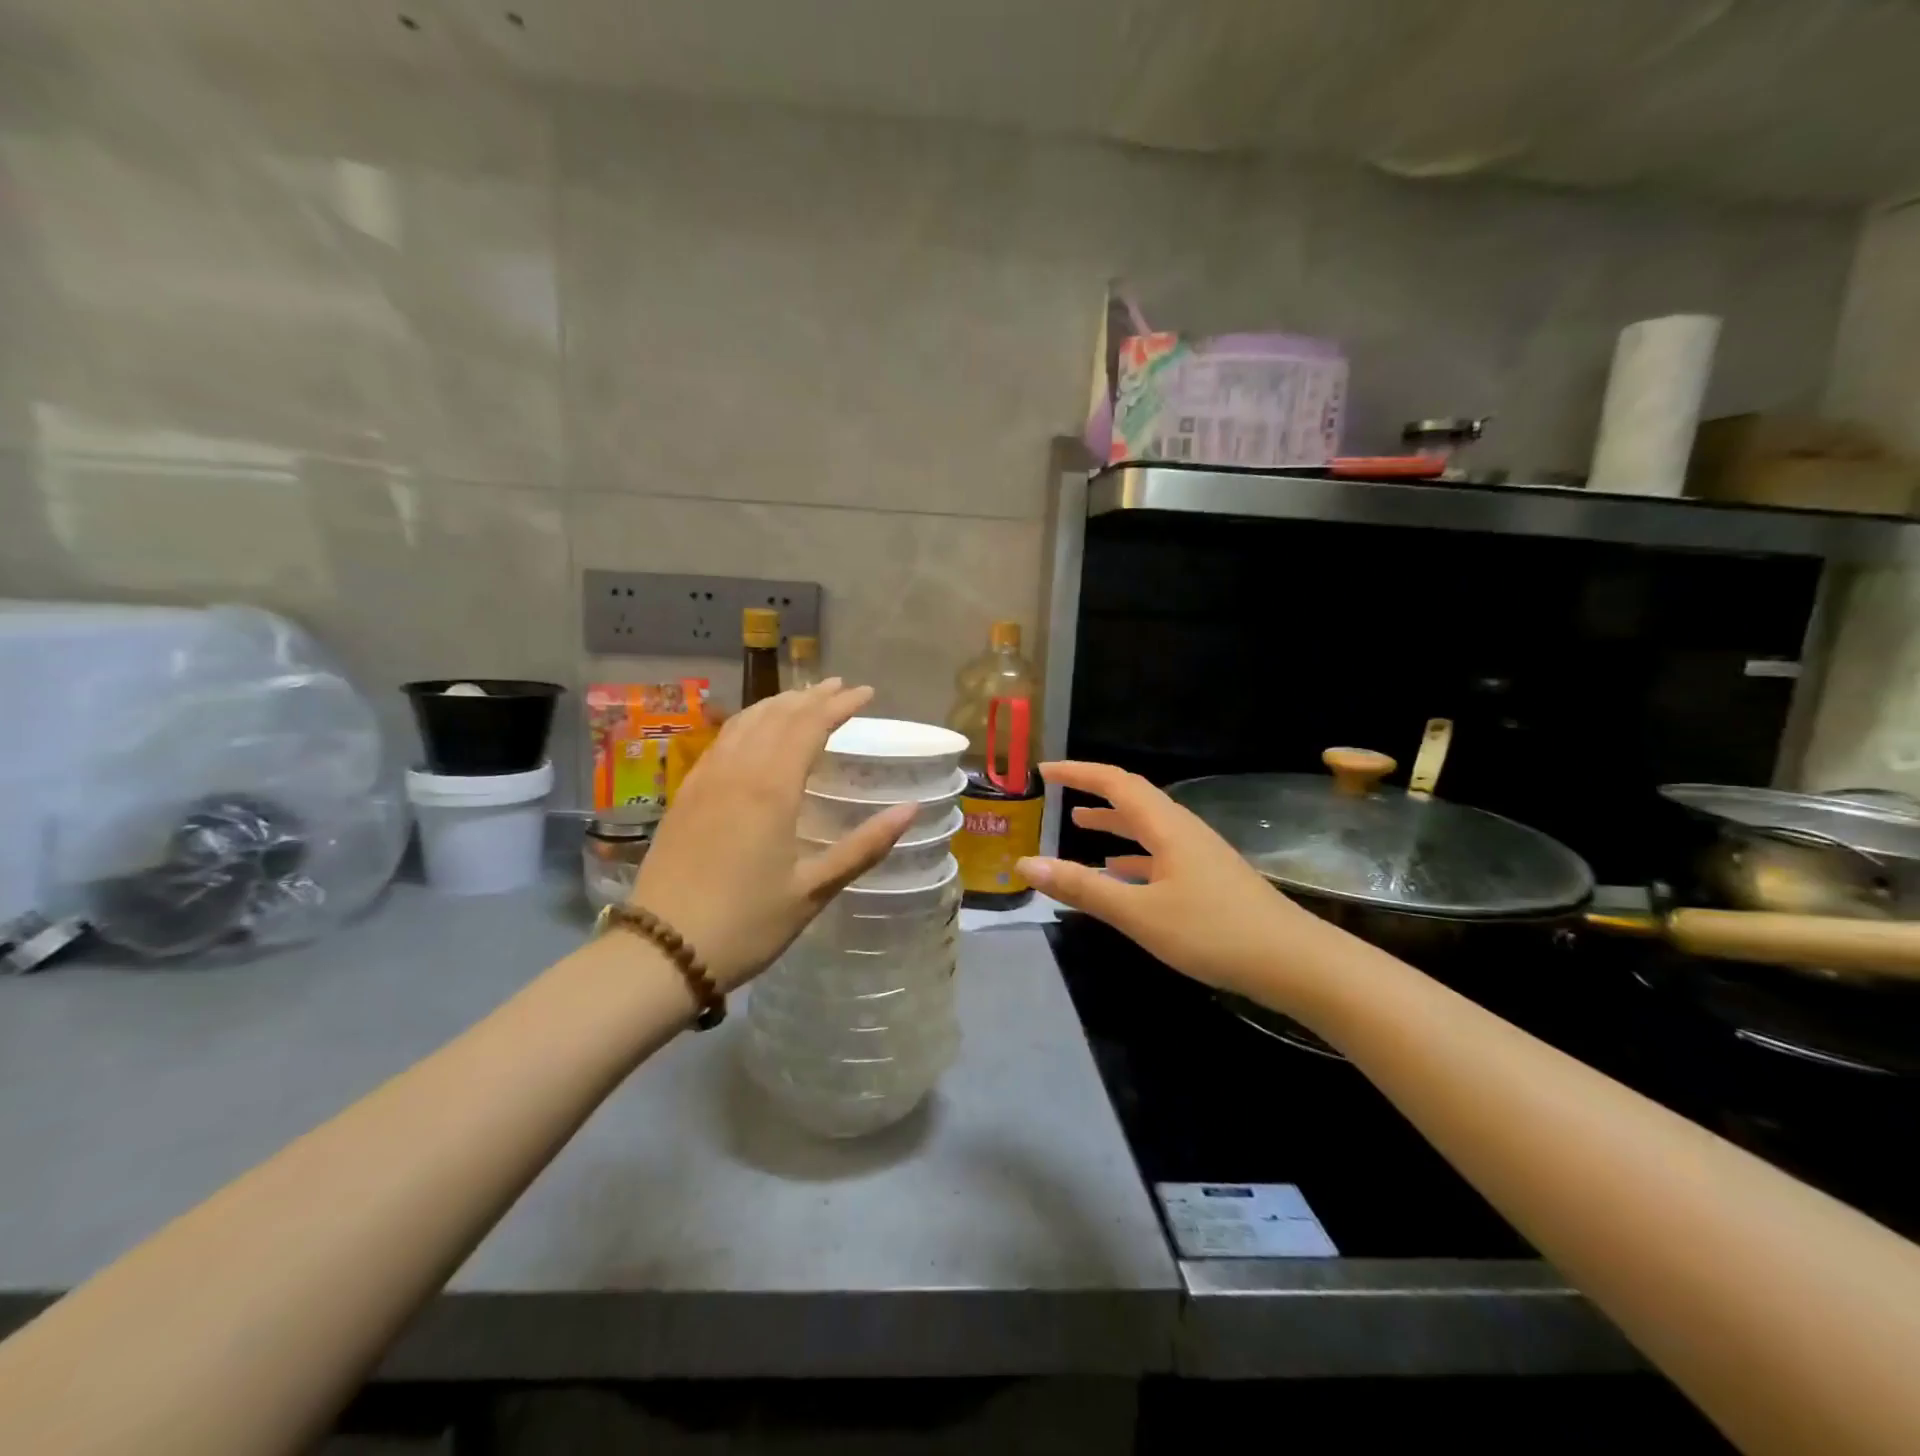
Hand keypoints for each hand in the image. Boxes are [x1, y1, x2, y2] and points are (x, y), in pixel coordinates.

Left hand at [630, 680, 914, 991]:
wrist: (661, 951)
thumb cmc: (746, 924)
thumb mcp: (814, 890)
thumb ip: (864, 846)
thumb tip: (910, 810)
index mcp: (772, 789)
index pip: (810, 726)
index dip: (840, 705)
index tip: (866, 693)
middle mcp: (737, 771)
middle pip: (777, 716)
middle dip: (811, 696)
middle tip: (839, 686)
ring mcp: (705, 780)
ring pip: (745, 723)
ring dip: (777, 704)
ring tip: (802, 698)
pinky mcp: (686, 795)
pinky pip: (722, 742)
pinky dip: (747, 724)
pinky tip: (754, 733)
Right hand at [1015, 761, 1339, 1000]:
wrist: (1294, 962)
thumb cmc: (1213, 931)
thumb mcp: (1139, 913)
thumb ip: (1083, 888)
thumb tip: (1026, 863)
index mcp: (1166, 827)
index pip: (1115, 783)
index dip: (1078, 772)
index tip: (1044, 771)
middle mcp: (1183, 831)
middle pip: (1133, 798)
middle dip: (1094, 791)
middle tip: (1058, 792)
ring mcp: (1199, 855)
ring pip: (1147, 827)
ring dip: (1113, 821)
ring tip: (1080, 824)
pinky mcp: (1208, 879)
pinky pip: (1160, 853)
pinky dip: (1133, 854)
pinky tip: (1120, 871)